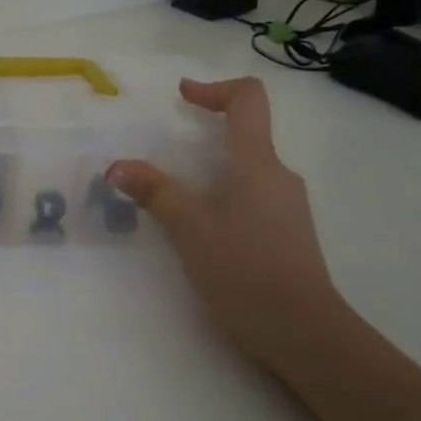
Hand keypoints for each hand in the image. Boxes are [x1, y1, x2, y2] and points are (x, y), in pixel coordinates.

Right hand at [109, 77, 348, 367]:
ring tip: (174, 198)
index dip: (214, 88)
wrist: (303, 332)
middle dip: (205, 134)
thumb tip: (117, 166)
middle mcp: (279, 176)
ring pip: (247, 170)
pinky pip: (251, 197)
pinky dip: (222, 196)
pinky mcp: (287, 234)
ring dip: (210, 171)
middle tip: (164, 154)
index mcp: (257, 162)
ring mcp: (288, 206)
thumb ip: (154, 191)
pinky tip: (200, 229)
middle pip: (246, 135)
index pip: (248, 100)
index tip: (183, 96)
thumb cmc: (244, 269)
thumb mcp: (189, 227)